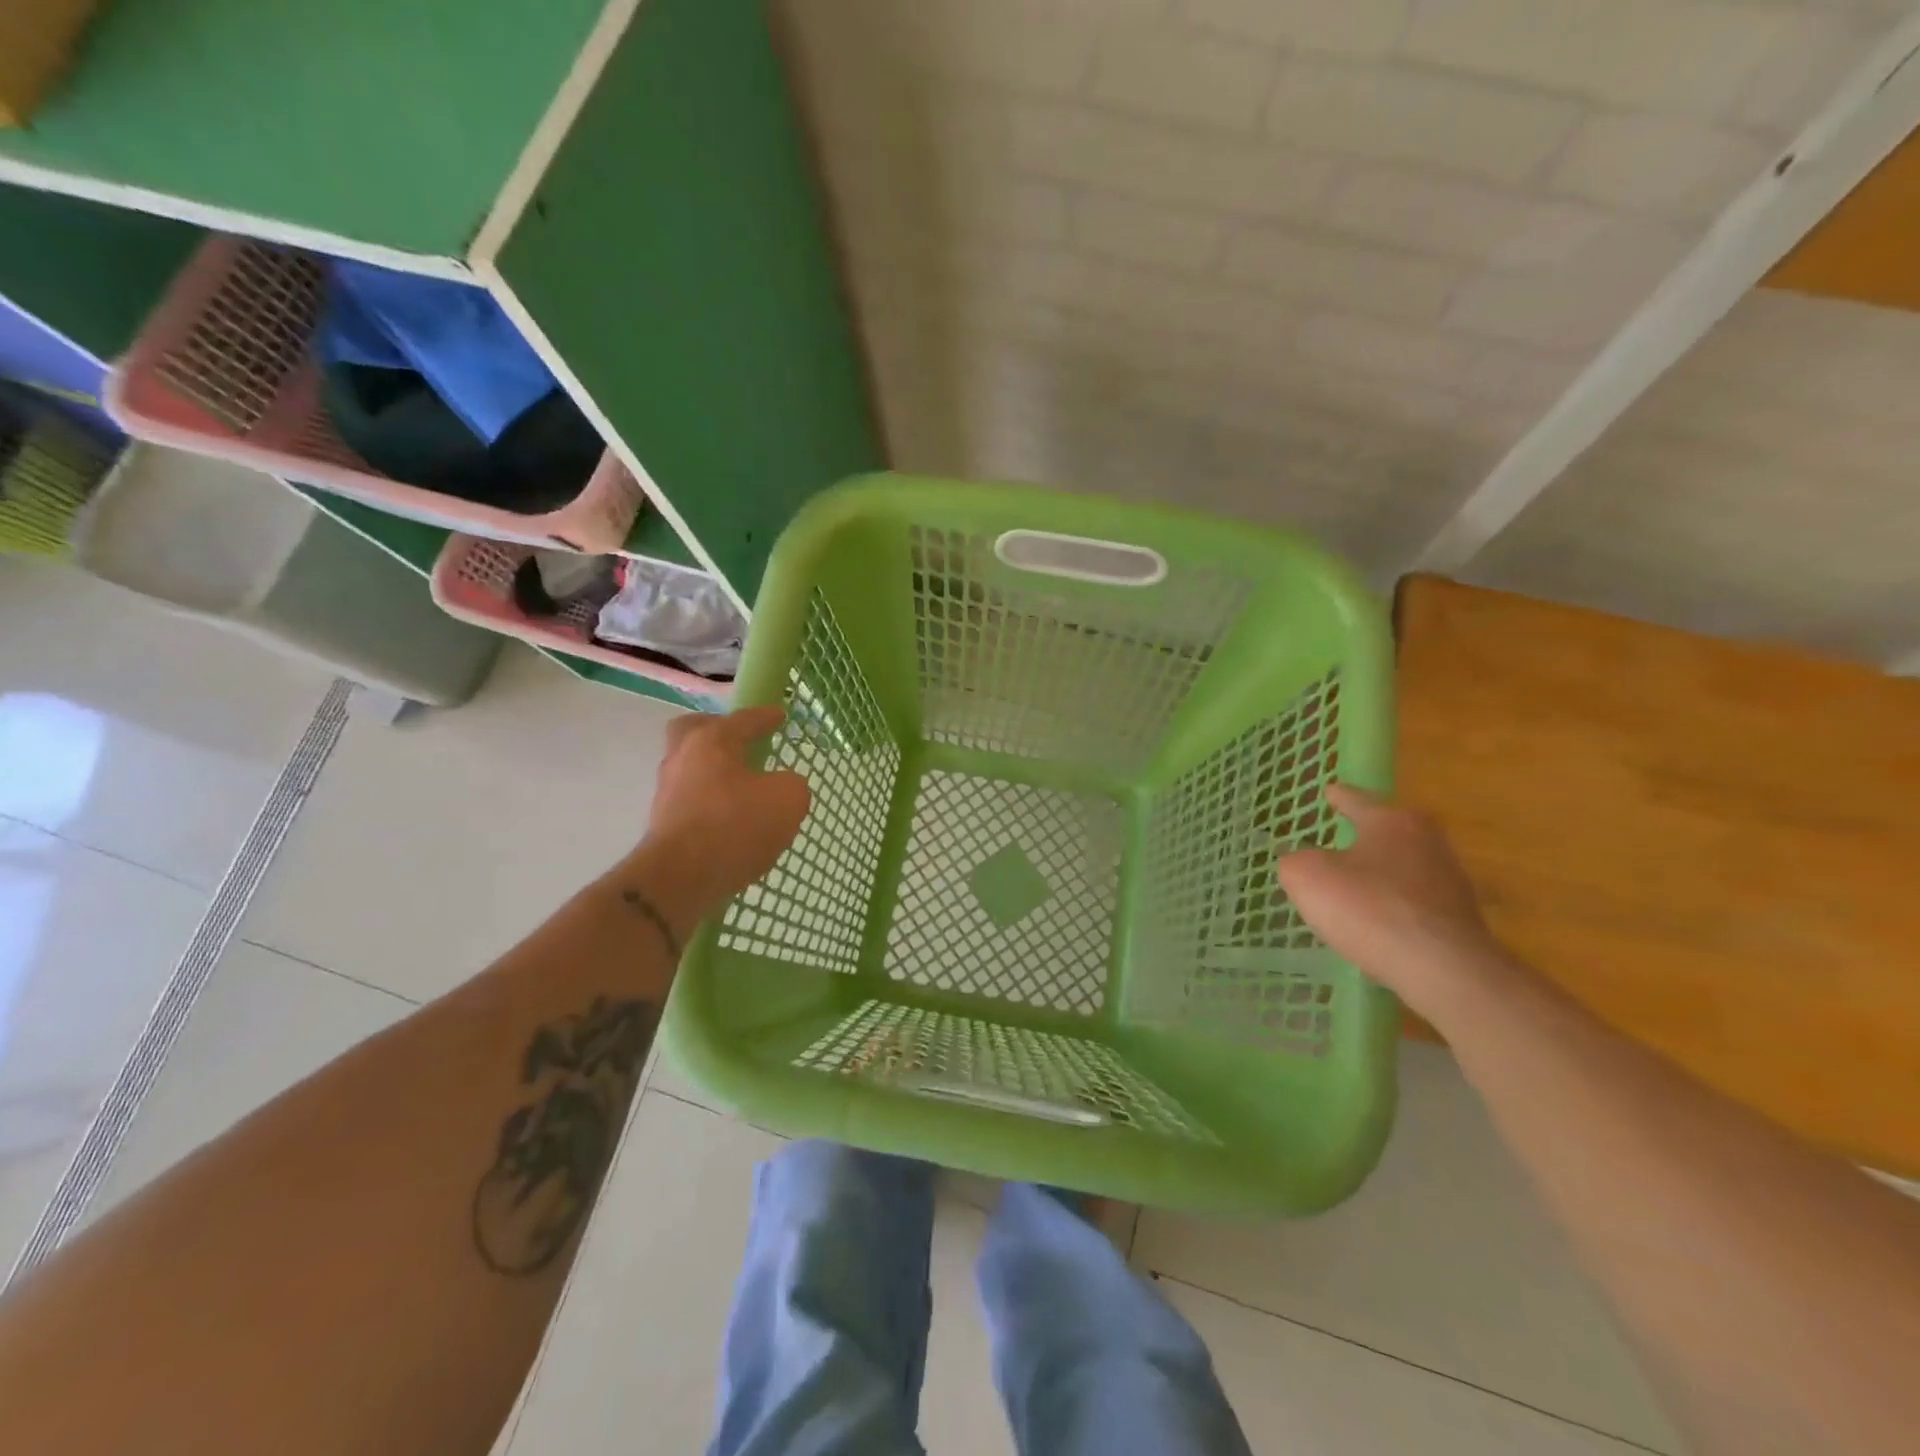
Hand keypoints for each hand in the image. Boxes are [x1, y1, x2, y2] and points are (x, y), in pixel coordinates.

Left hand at [629, 706, 810, 915]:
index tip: (779, 715)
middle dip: (716, 731)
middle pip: (693, 731)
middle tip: (739, 741)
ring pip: (690, 768)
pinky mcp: (663, 825)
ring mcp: (667, 793)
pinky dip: (709, 802)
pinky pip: (690, 801)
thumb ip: (792, 785)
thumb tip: (782, 787)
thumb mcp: (788, 800)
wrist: (679, 880)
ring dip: (713, 772)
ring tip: (742, 788)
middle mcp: (682, 759)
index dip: (765, 717)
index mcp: (711, 742)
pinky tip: (729, 819)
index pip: (742, 720)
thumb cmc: (735, 826)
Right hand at [1276, 784, 1510, 1016]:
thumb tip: (1302, 862)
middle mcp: (1428, 841)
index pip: (1357, 800)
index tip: (1330, 791)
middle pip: (1387, 833)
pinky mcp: (1459, 919)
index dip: (1339, 796)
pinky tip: (1376, 926)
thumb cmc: (1369, 909)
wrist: (1443, 970)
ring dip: (1379, 876)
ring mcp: (1449, 881)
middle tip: (1337, 843)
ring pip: (1402, 868)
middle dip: (1363, 837)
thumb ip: (1295, 861)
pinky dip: (1393, 908)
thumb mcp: (1307, 877)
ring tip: (1353, 890)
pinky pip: (1413, 904)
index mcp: (1393, 821)